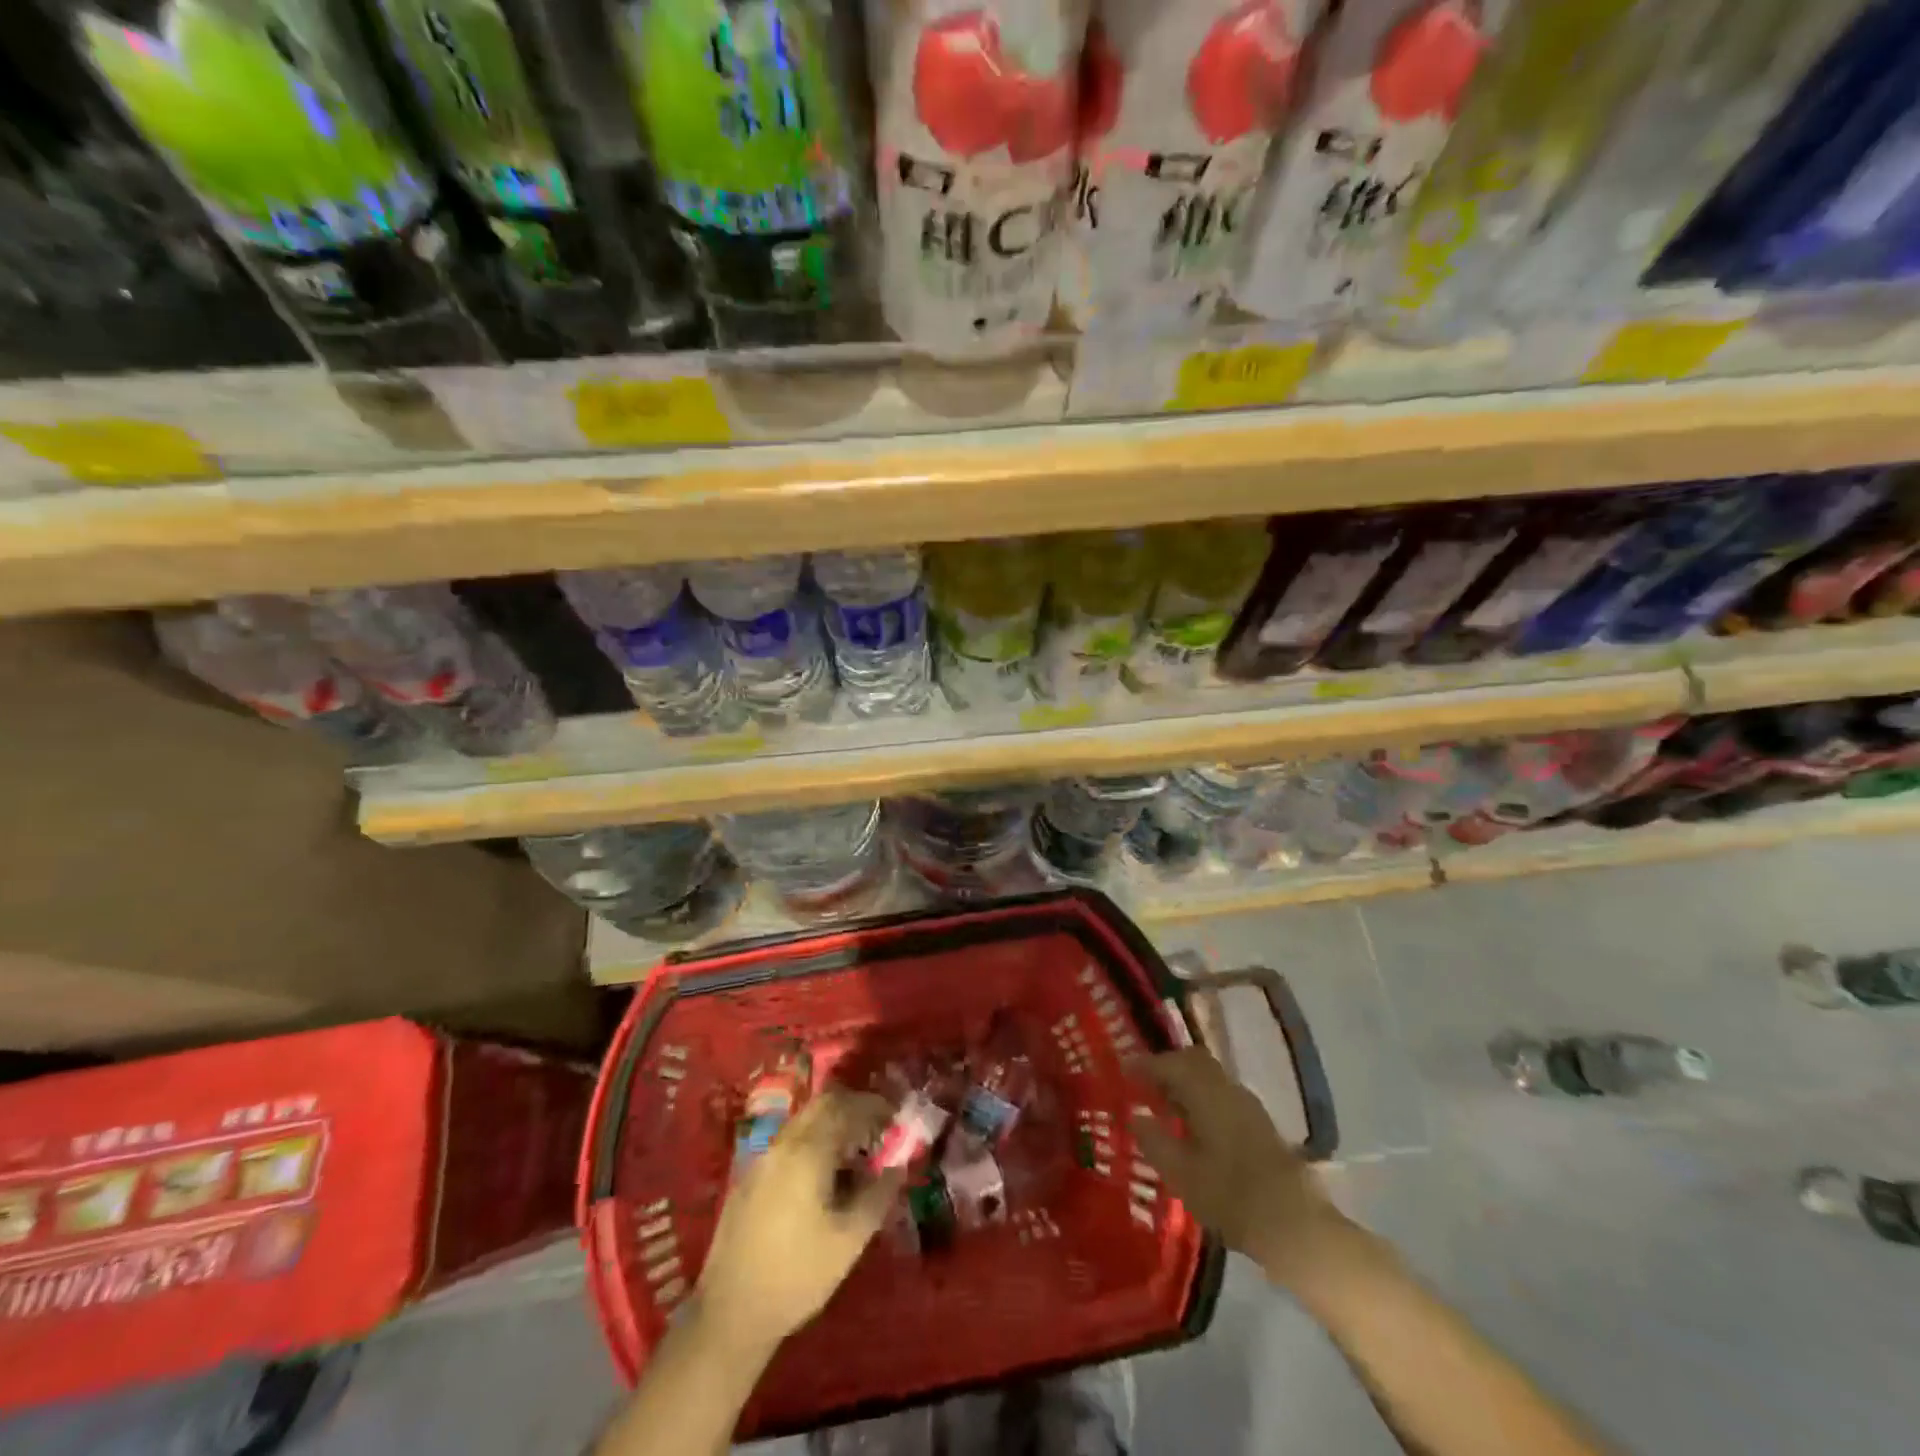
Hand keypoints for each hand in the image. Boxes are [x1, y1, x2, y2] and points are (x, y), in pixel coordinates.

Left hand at [694, 1087, 903, 1355]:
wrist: (729, 1314)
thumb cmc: (797, 1276)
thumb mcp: (850, 1240)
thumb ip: (878, 1195)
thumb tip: (898, 1166)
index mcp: (807, 1152)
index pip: (846, 1106)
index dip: (875, 1106)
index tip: (896, 1119)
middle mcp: (782, 1143)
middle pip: (823, 1104)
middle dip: (854, 1109)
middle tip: (878, 1131)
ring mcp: (762, 1157)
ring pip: (804, 1121)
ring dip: (833, 1125)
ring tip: (855, 1156)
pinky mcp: (750, 1176)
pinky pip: (789, 1141)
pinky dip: (813, 1142)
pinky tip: (824, 1176)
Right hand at [1131, 1048, 1347, 1286]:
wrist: (1295, 1226)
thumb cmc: (1231, 1196)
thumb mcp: (1182, 1173)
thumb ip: (1155, 1140)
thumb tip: (1135, 1116)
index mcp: (1207, 1092)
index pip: (1171, 1062)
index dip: (1145, 1064)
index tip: (1124, 1070)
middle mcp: (1228, 1089)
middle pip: (1194, 1062)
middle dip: (1167, 1068)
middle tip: (1143, 1085)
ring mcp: (1248, 1106)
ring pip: (1210, 1078)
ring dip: (1185, 1084)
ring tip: (1162, 1107)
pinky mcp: (1259, 1125)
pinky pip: (1221, 1096)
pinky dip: (1201, 1099)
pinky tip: (1192, 1127)